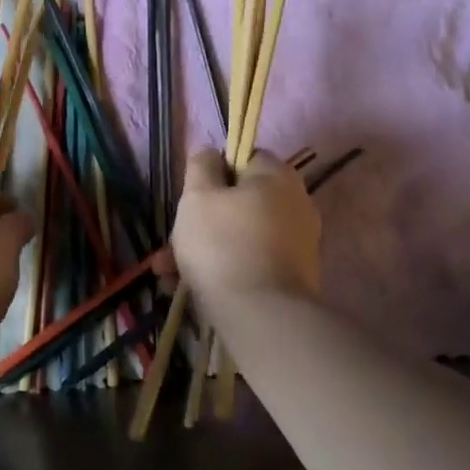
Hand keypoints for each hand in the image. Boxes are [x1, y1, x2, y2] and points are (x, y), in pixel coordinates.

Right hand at [170, 149, 321, 305]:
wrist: (262, 315)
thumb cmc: (222, 245)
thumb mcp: (197, 196)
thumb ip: (201, 166)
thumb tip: (211, 154)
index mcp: (277, 176)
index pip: (244, 158)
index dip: (213, 174)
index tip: (191, 197)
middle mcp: (296, 203)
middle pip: (239, 201)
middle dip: (201, 222)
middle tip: (171, 244)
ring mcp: (299, 242)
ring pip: (239, 235)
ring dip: (204, 250)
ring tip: (170, 274)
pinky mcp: (295, 275)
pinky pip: (251, 261)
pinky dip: (225, 269)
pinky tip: (193, 288)